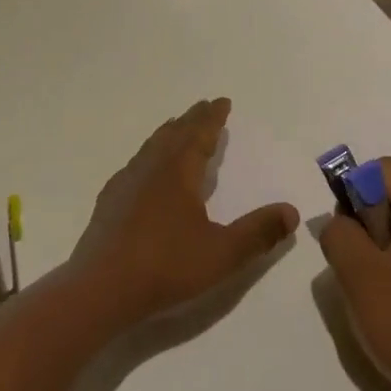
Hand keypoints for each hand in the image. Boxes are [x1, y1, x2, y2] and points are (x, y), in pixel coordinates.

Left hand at [68, 99, 298, 328]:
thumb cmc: (165, 267)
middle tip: (204, 107)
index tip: (222, 101)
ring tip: (177, 128)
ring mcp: (125, 183)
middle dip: (192, 119)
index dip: (213, 118)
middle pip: (174, 133)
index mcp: (178, 172)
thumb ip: (258, 233)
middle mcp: (151, 168)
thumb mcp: (222, 254)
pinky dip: (148, 156)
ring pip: (151, 147)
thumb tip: (291, 211)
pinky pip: (135, 165)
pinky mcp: (109, 202)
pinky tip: (144, 171)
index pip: (199, 134)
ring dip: (168, 133)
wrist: (100, 289)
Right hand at [319, 158, 390, 390]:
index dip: (354, 186)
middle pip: (388, 196)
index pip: (385, 170)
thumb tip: (339, 222)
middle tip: (352, 263)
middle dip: (360, 221)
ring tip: (363, 286)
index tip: (343, 228)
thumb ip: (340, 234)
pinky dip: (382, 266)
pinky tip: (378, 300)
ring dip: (368, 247)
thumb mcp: (362, 276)